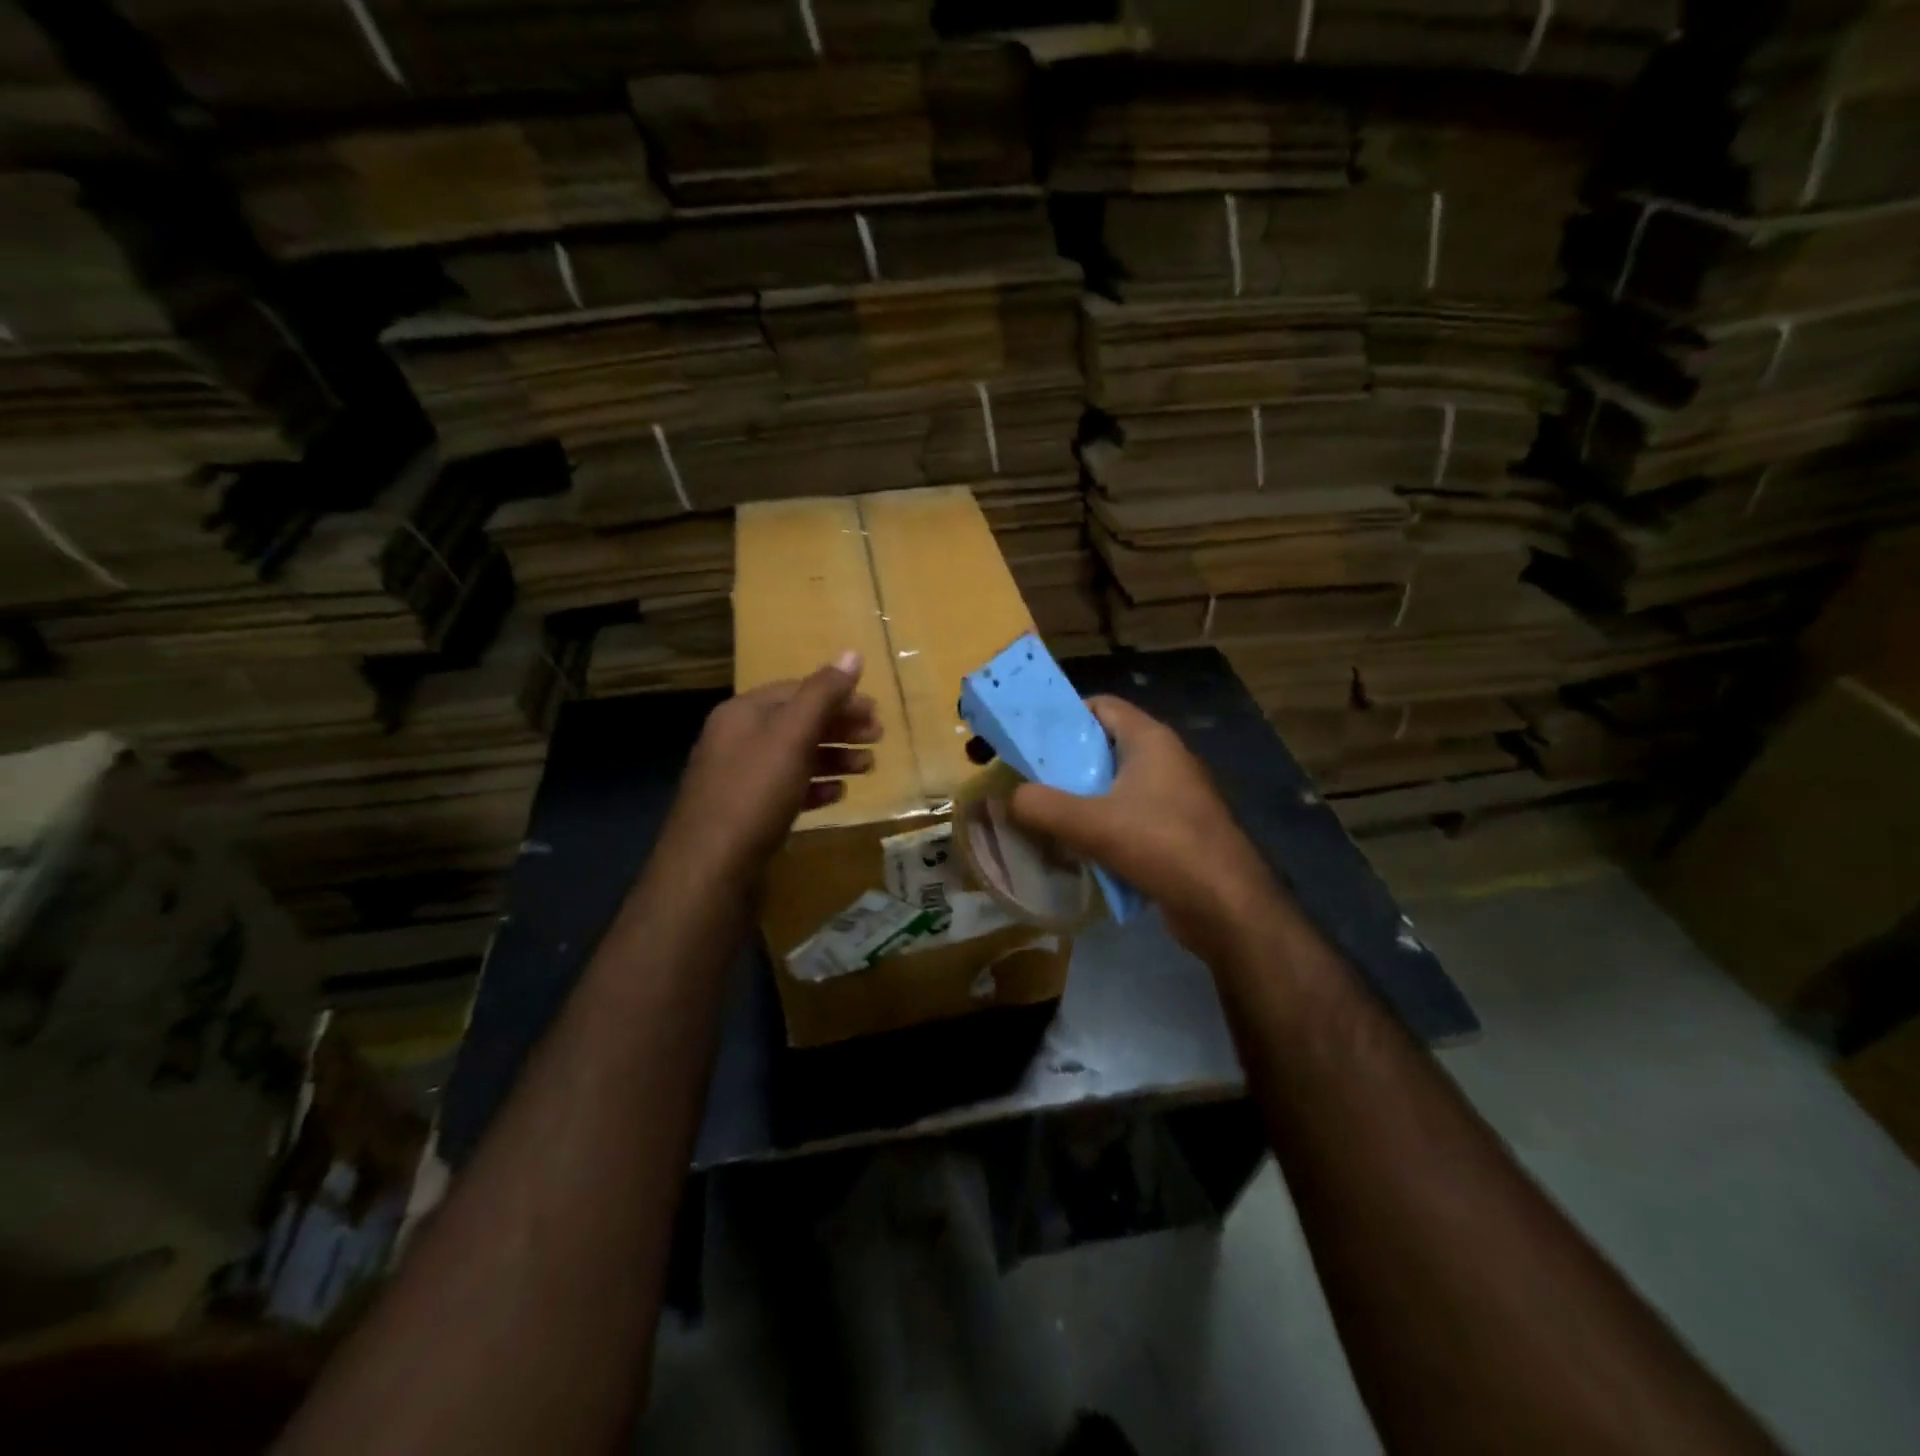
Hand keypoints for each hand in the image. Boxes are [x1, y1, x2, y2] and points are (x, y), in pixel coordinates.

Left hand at [663, 650, 880, 877]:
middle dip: (840, 727)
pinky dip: (815, 787)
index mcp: (743, 713)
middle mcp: (737, 739)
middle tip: (879, 738)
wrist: (709, 869)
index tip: (876, 712)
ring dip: (834, 758)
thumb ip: (823, 694)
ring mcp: (739, 779)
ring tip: (868, 768)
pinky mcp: (745, 813)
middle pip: (798, 722)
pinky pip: (787, 789)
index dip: (839, 697)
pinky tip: (837, 796)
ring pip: (795, 757)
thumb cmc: (754, 793)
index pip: (798, 691)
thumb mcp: (792, 736)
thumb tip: (851, 653)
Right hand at [1007, 696, 1279, 962]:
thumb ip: (1042, 806)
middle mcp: (1164, 760)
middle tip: (1025, 780)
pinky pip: (1128, 816)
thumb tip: (1010, 798)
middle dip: (1064, 763)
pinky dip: (1101, 825)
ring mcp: (1173, 797)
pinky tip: (1075, 847)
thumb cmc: (1162, 846)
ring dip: (1080, 798)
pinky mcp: (1175, 830)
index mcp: (1150, 740)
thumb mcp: (1091, 824)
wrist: (1226, 906)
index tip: (1029, 739)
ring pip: (1114, 785)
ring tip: (1041, 814)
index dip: (1063, 716)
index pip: (1101, 706)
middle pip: (1103, 746)